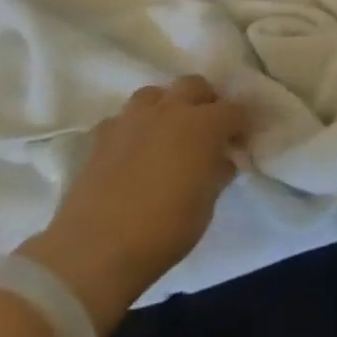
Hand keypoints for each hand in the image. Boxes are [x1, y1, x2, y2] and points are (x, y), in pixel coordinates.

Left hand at [18, 75, 247, 335]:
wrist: (94, 251)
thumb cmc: (164, 230)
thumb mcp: (206, 206)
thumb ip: (217, 173)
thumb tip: (221, 160)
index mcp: (205, 125)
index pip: (235, 110)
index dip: (241, 125)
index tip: (239, 143)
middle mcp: (170, 110)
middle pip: (195, 85)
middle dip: (205, 102)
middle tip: (206, 130)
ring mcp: (132, 119)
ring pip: (155, 94)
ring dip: (166, 107)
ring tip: (166, 133)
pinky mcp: (100, 136)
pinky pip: (122, 120)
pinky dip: (132, 129)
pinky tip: (131, 151)